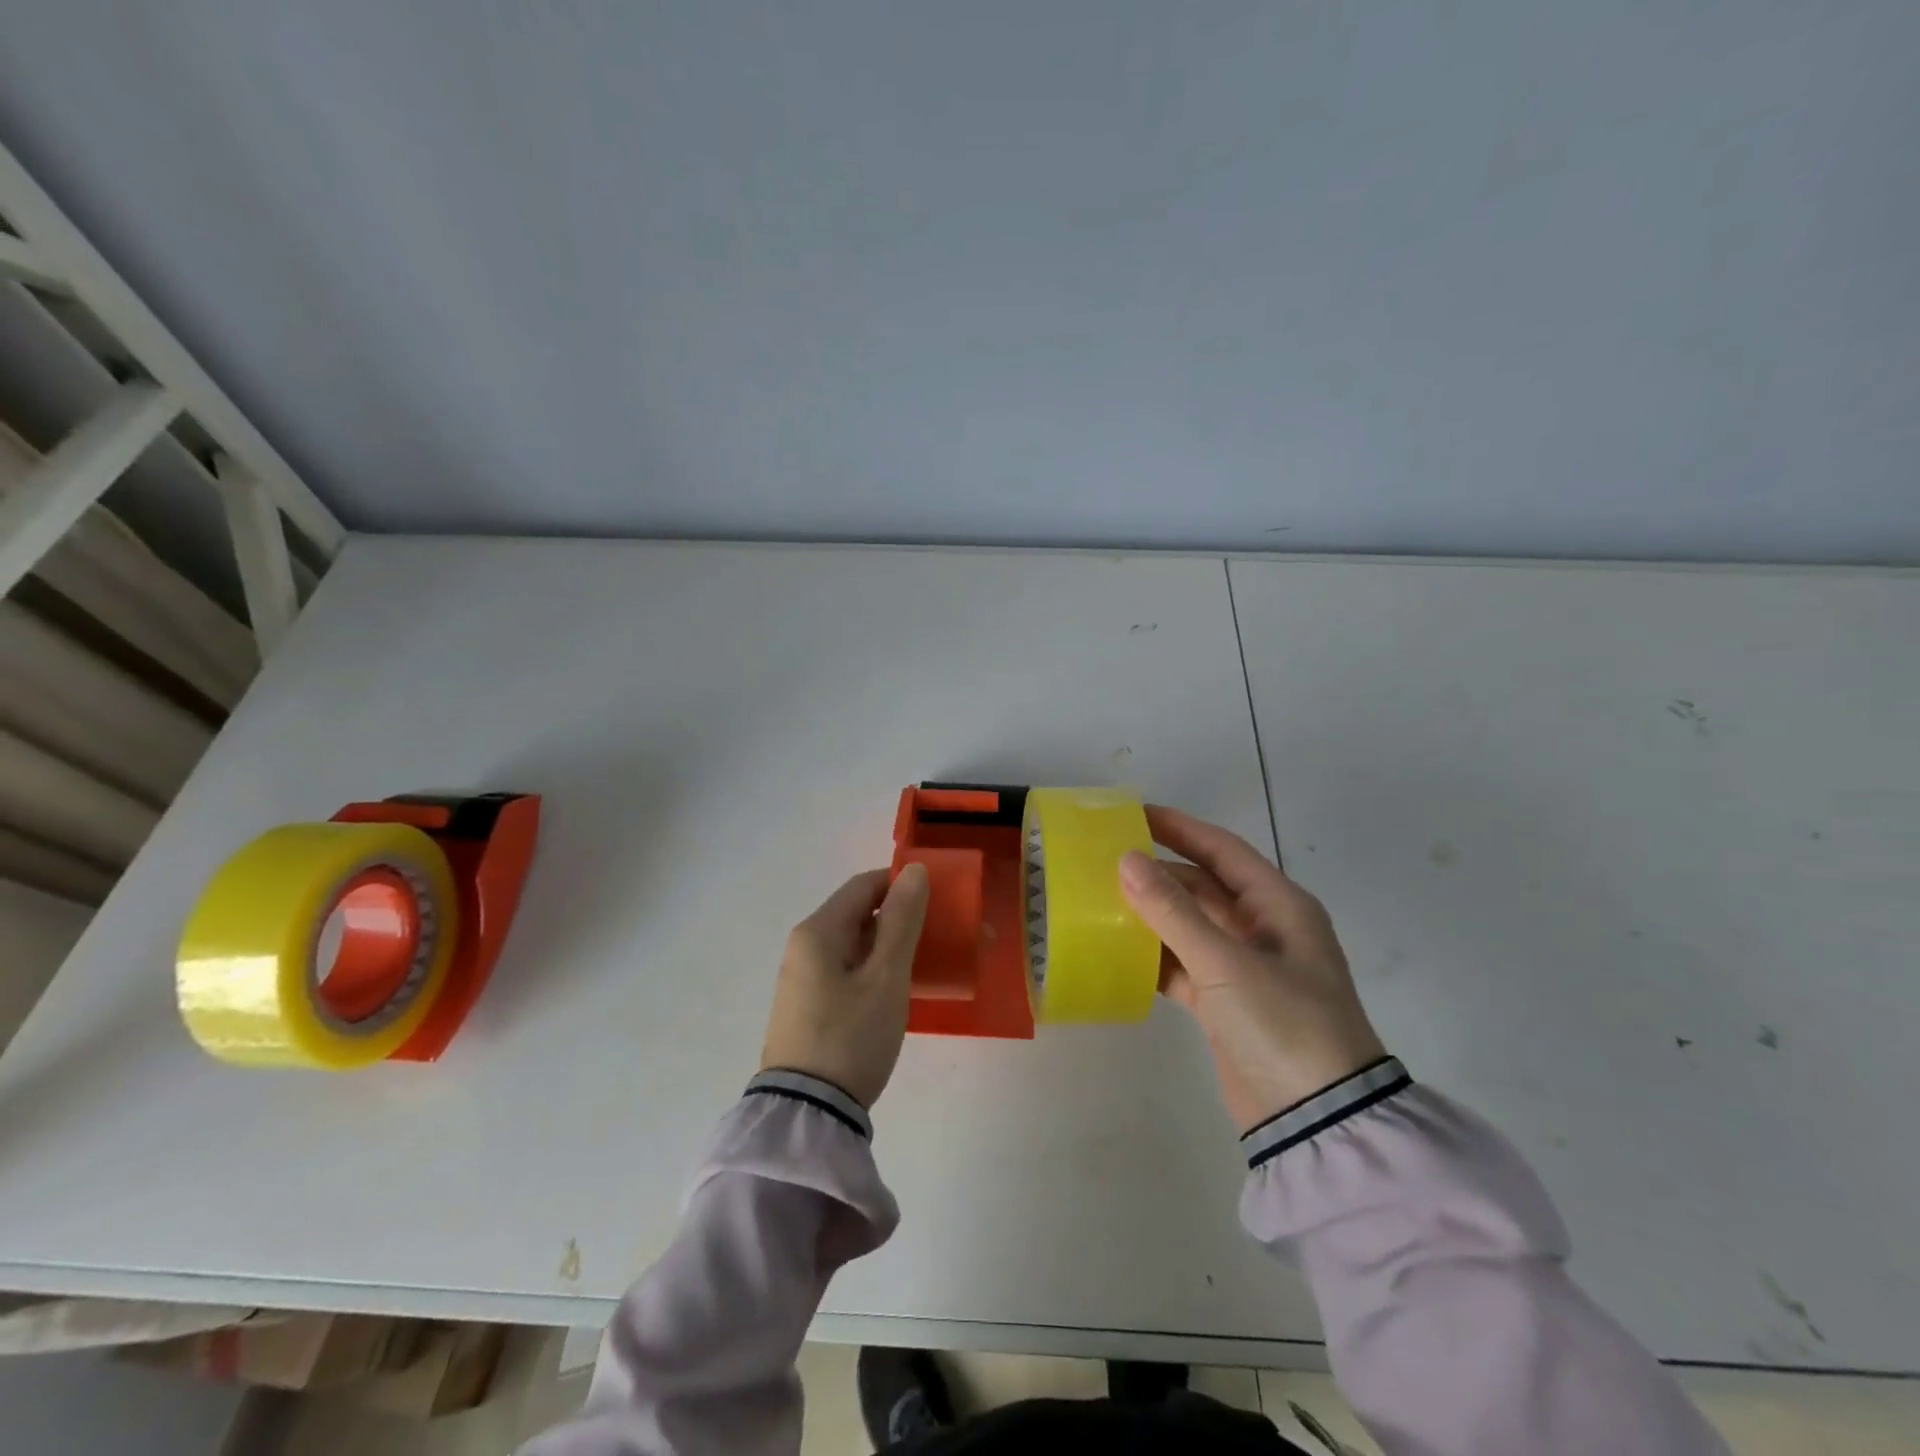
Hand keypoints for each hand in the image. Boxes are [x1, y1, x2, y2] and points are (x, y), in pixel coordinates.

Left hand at [759, 864, 930, 1107]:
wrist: (807, 1116)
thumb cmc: (851, 1037)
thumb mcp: (886, 977)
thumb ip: (902, 921)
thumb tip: (914, 871)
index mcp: (818, 931)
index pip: (864, 886)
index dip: (902, 885)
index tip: (939, 901)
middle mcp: (804, 947)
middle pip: (858, 914)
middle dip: (901, 919)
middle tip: (941, 937)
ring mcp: (802, 979)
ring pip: (854, 945)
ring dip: (890, 947)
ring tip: (927, 965)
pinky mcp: (807, 1007)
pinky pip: (846, 971)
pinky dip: (874, 970)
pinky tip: (898, 991)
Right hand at [1119, 806, 1385, 1131]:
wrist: (1317, 1120)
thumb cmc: (1282, 1023)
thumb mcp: (1225, 962)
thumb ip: (1172, 910)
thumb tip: (1126, 860)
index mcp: (1279, 906)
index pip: (1223, 850)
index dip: (1180, 827)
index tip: (1134, 814)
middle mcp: (1264, 930)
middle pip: (1203, 887)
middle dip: (1159, 873)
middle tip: (1106, 860)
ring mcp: (1245, 969)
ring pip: (1189, 926)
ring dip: (1151, 915)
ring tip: (1101, 900)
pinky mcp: (1226, 1004)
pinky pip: (1183, 966)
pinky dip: (1154, 958)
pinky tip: (1117, 952)